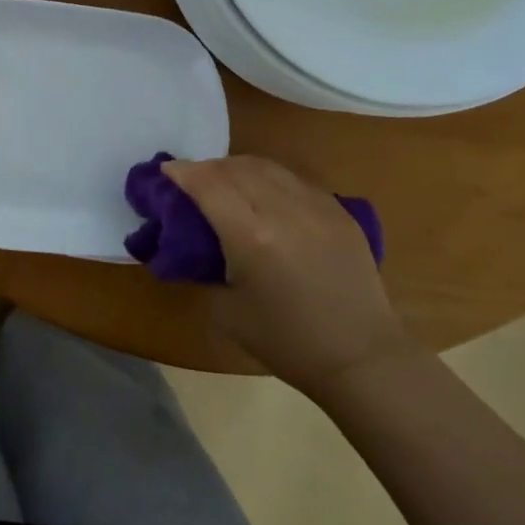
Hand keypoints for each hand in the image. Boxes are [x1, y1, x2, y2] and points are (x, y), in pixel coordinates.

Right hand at [164, 156, 415, 397]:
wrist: (360, 357)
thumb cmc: (285, 341)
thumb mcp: (225, 310)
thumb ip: (203, 266)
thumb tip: (190, 243)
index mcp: (251, 235)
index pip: (208, 183)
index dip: (182, 172)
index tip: (165, 172)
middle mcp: (284, 209)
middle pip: (235, 168)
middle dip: (207, 168)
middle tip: (191, 181)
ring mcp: (317, 206)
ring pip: (267, 167)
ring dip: (237, 168)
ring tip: (225, 182)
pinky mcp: (339, 212)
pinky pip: (295, 180)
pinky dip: (269, 179)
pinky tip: (263, 195)